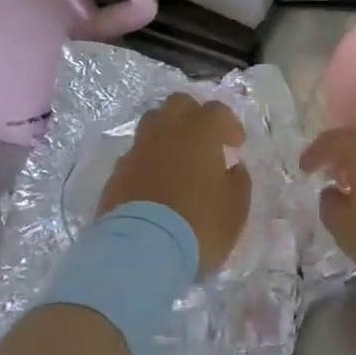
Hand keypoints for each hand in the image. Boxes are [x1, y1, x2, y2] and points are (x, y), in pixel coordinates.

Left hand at [101, 94, 249, 274]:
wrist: (141, 251)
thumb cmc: (198, 225)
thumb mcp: (235, 208)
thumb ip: (238, 181)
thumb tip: (232, 168)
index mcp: (200, 133)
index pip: (216, 110)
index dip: (229, 124)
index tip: (236, 145)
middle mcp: (166, 132)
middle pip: (178, 103)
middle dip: (193, 114)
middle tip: (204, 139)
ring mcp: (138, 150)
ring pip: (152, 122)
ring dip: (167, 131)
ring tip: (177, 156)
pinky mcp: (118, 172)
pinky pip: (136, 153)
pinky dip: (148, 159)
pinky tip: (155, 181)